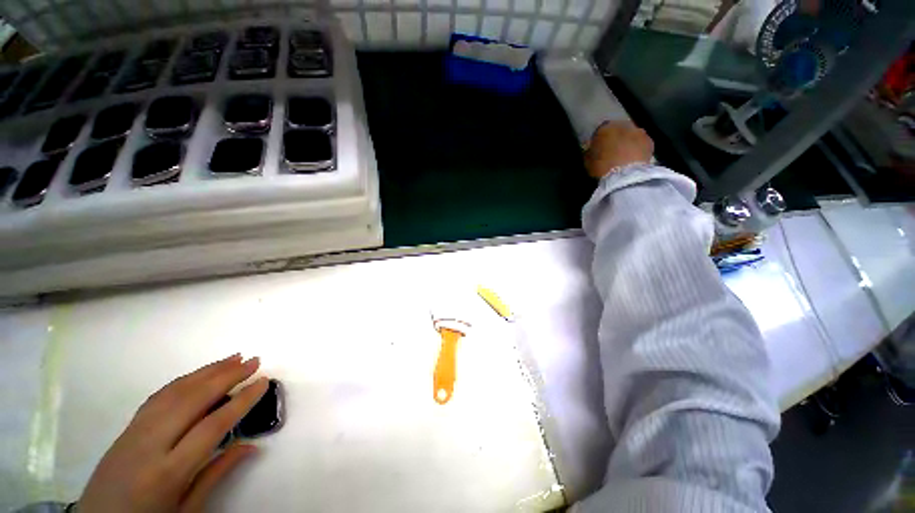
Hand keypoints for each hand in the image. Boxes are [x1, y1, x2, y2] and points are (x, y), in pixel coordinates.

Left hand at [77, 355, 268, 512]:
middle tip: (254, 360)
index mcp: (167, 471)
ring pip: (174, 392)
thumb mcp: (187, 510)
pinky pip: (158, 397)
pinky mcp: (126, 428)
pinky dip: (183, 381)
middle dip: (226, 376)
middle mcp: (149, 445)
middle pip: (192, 400)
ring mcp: (134, 432)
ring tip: (233, 358)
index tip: (263, 382)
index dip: (241, 401)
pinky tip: (199, 375)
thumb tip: (251, 446)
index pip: (212, 426)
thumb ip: (217, 474)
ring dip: (207, 372)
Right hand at [584, 121, 653, 178]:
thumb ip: (589, 152)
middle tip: (612, 151)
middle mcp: (623, 125)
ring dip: (628, 142)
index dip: (599, 140)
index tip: (598, 149)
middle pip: (618, 130)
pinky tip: (634, 158)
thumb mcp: (588, 161)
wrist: (625, 175)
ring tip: (624, 155)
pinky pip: (641, 143)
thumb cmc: (602, 167)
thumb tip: (590, 148)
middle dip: (615, 138)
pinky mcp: (649, 141)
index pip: (600, 131)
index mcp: (605, 128)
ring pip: (631, 135)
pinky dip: (638, 148)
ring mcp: (638, 131)